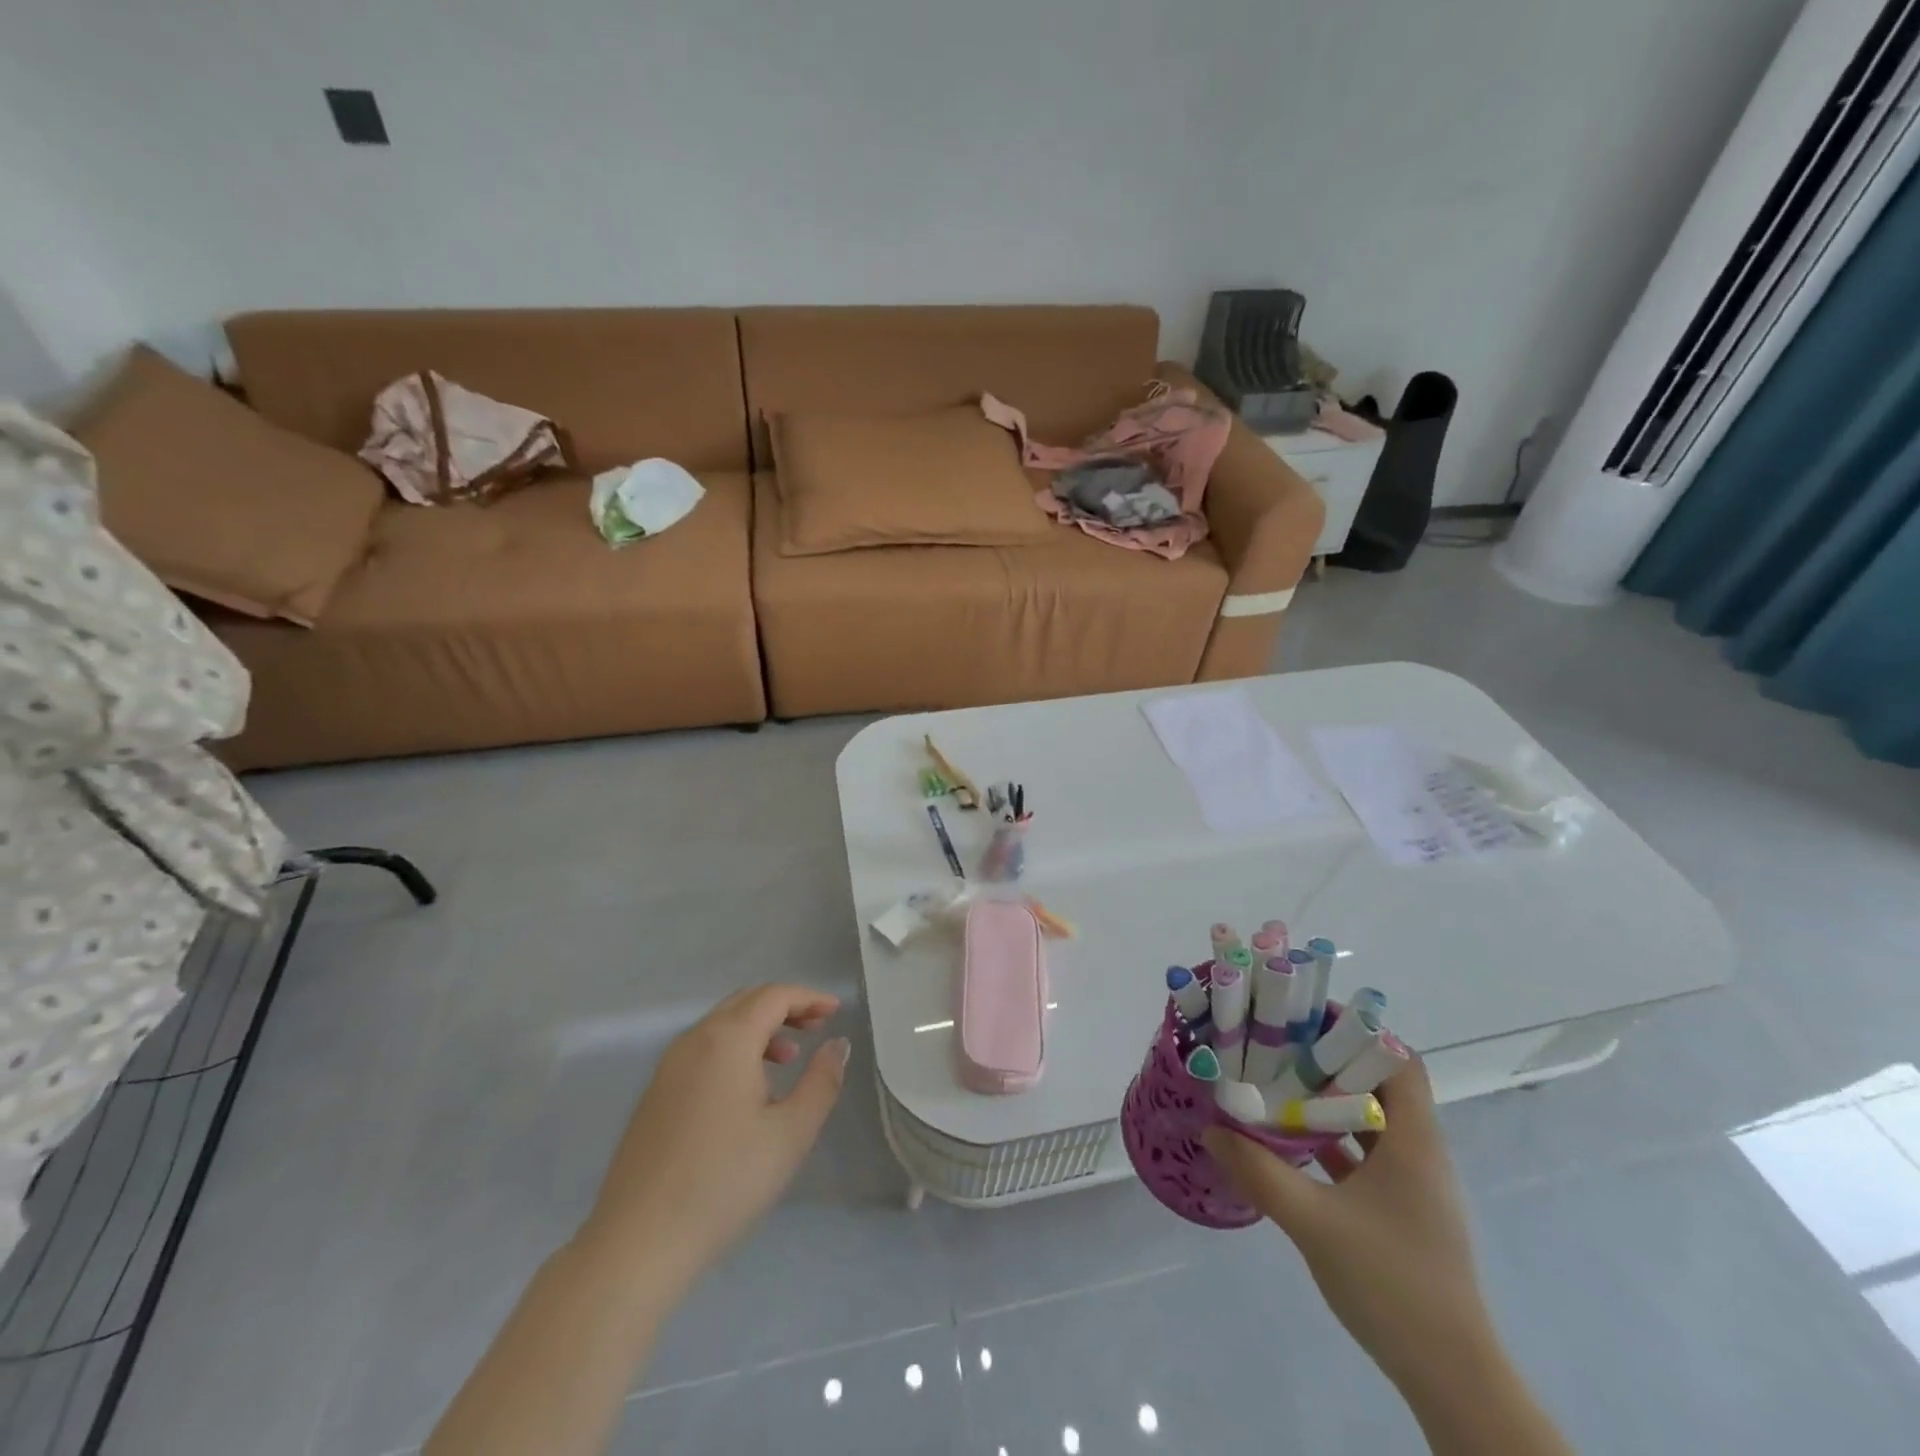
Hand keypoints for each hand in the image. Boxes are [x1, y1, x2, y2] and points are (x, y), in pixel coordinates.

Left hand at [577, 984, 849, 1285]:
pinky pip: (703, 1048)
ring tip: (788, 1059)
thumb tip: (837, 1044)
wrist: (638, 1241)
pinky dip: (734, 1048)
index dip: (809, 998)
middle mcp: (694, 1039)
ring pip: (722, 1024)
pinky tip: (748, 1090)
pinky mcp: (655, 1093)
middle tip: (817, 1028)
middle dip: (785, 1007)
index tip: (837, 1012)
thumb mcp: (791, 1133)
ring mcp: (668, 1066)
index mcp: (727, 1039)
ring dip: (759, 1028)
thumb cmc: (725, 1182)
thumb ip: (821, 1081)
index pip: (774, 995)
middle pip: (745, 1002)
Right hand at [1204, 1058, 1493, 1394]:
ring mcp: (1413, 1184)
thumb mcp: (1313, 1223)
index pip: (1399, 1060)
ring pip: (1371, 1120)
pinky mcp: (1402, 1209)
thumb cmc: (1391, 1284)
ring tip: (1277, 1083)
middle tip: (1278, 1045)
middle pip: (1380, 1084)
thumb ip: (1259, 1172)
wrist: (1450, 1376)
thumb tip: (1211, 1130)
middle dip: (1330, 1060)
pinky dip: (1332, 1139)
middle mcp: (1420, 1152)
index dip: (1359, 1030)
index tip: (1306, 1017)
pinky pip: (1366, 1154)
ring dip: (1329, 1100)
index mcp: (1414, 1142)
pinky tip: (1291, 1142)